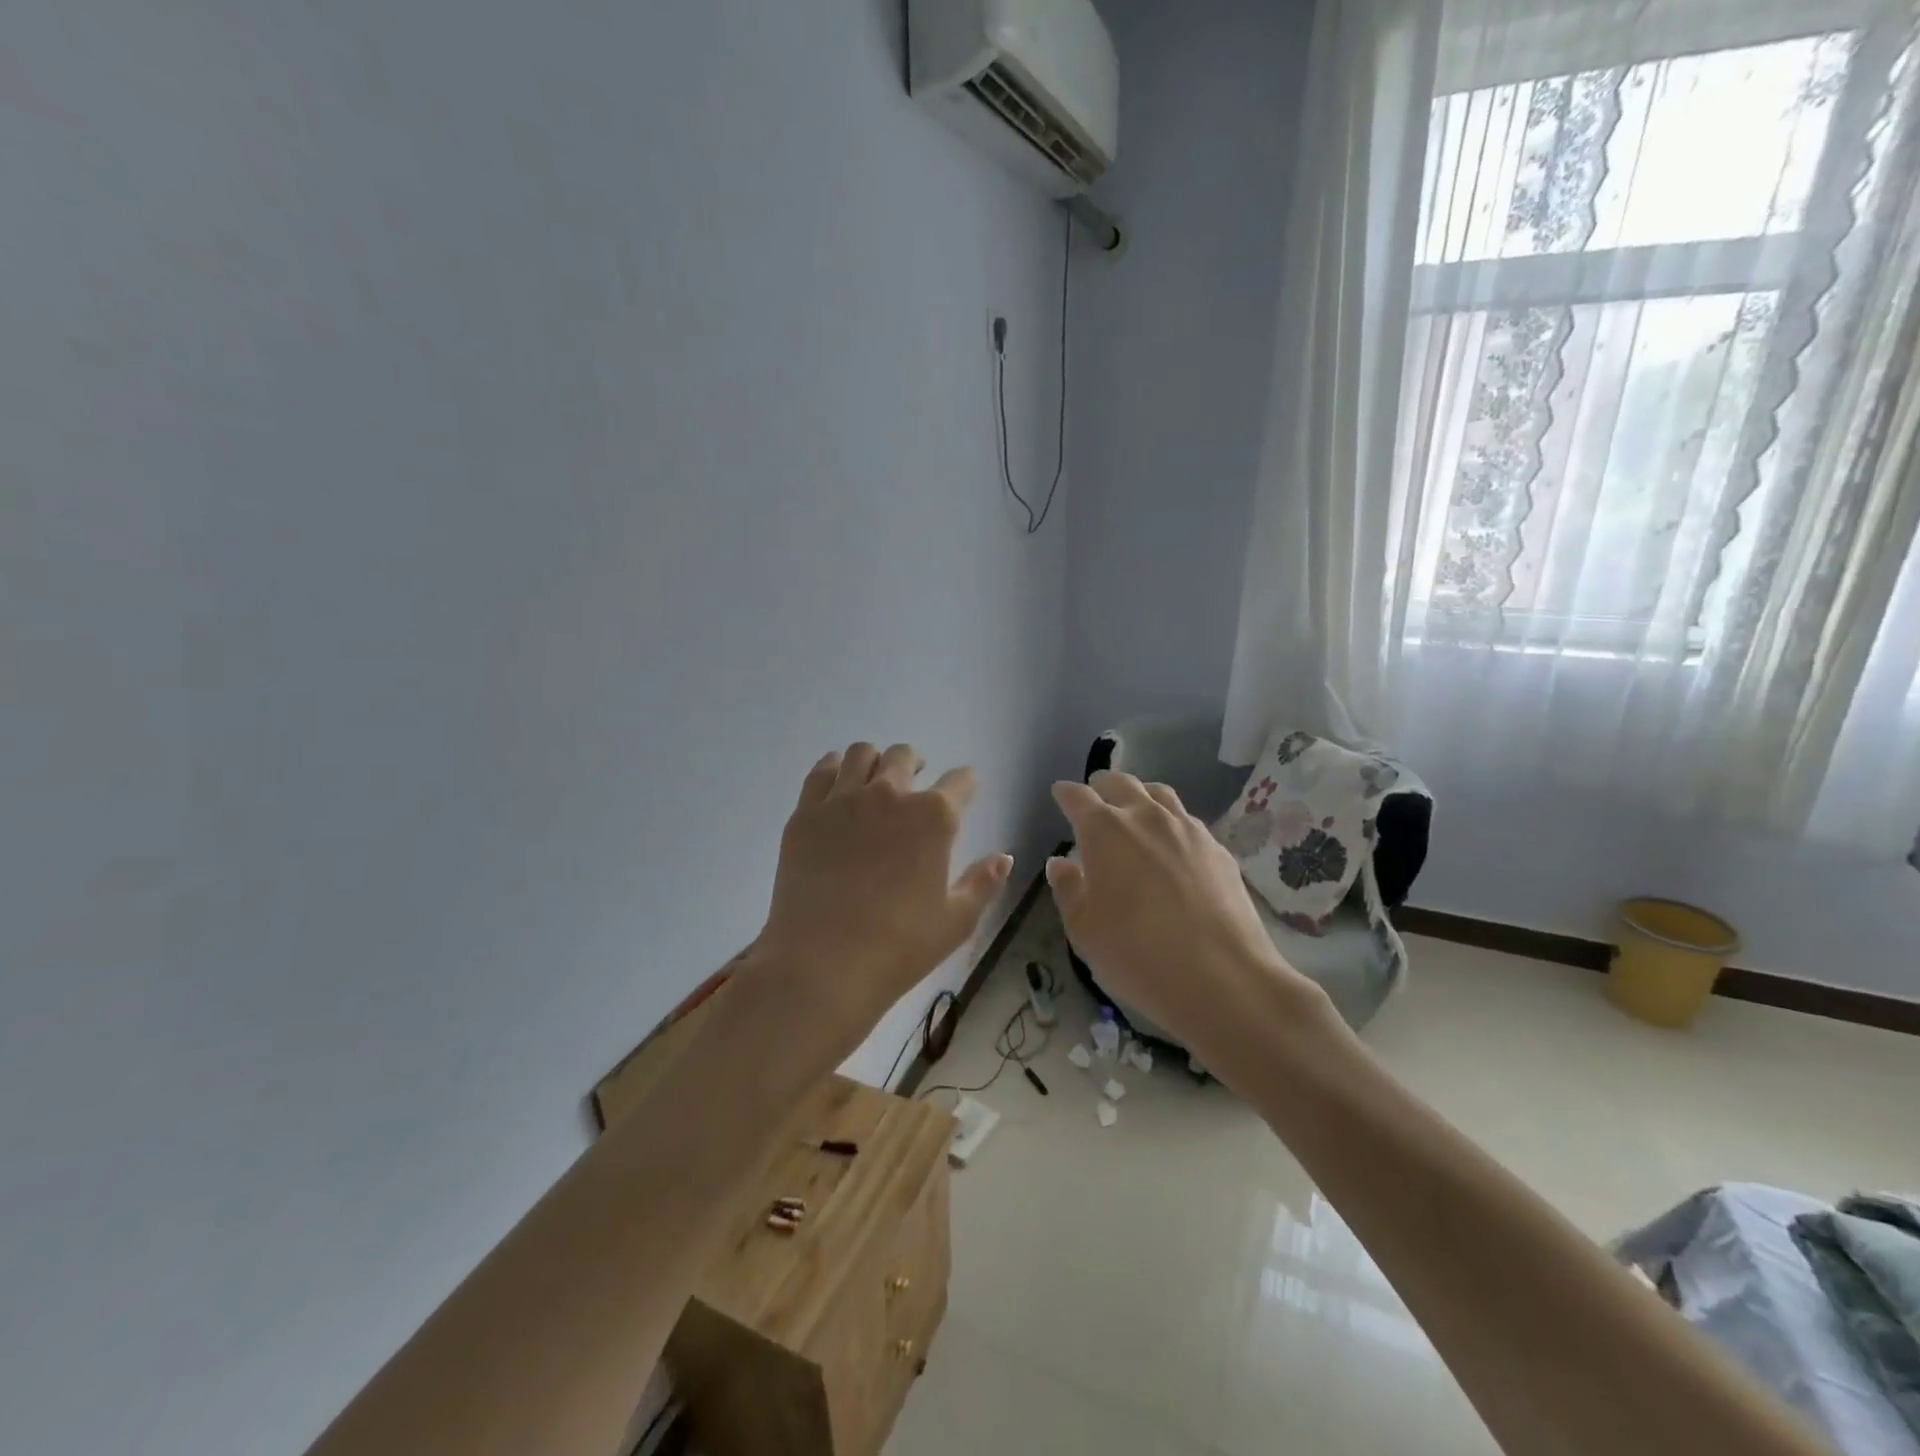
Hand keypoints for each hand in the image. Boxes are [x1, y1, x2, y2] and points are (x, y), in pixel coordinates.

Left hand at [745, 743, 1012, 1071]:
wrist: (823, 965)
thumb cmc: (899, 947)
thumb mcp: (956, 921)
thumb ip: (983, 883)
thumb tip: (1004, 857)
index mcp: (934, 817)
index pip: (960, 781)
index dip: (965, 783)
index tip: (964, 788)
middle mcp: (889, 794)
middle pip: (905, 756)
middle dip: (916, 763)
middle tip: (915, 781)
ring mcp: (843, 800)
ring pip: (862, 754)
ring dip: (876, 761)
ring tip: (875, 780)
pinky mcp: (806, 814)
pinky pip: (822, 771)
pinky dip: (835, 768)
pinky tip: (839, 783)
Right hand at [1046, 771, 1328, 1072]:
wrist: (1223, 978)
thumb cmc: (1137, 955)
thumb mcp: (1084, 929)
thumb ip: (1067, 888)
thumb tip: (1060, 862)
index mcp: (1105, 831)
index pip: (1078, 797)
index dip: (1066, 793)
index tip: (1060, 793)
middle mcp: (1146, 817)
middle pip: (1121, 783)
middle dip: (1103, 784)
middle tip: (1095, 793)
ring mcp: (1187, 829)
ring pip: (1159, 795)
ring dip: (1140, 795)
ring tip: (1134, 809)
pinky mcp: (1217, 849)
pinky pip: (1187, 821)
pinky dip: (1170, 822)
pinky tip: (1171, 845)